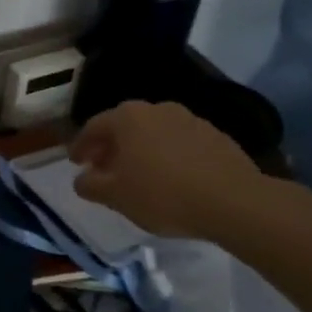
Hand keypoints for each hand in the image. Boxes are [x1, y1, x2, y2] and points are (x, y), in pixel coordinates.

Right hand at [69, 101, 272, 240]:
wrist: (235, 202)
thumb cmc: (163, 195)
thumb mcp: (115, 196)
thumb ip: (90, 185)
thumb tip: (81, 179)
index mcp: (127, 117)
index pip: (93, 127)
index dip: (81, 146)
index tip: (76, 163)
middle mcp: (157, 109)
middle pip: (125, 127)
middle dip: (112, 147)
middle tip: (104, 168)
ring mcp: (190, 120)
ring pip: (154, 133)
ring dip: (142, 150)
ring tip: (140, 176)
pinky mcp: (217, 136)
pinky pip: (181, 144)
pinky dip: (170, 156)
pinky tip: (173, 179)